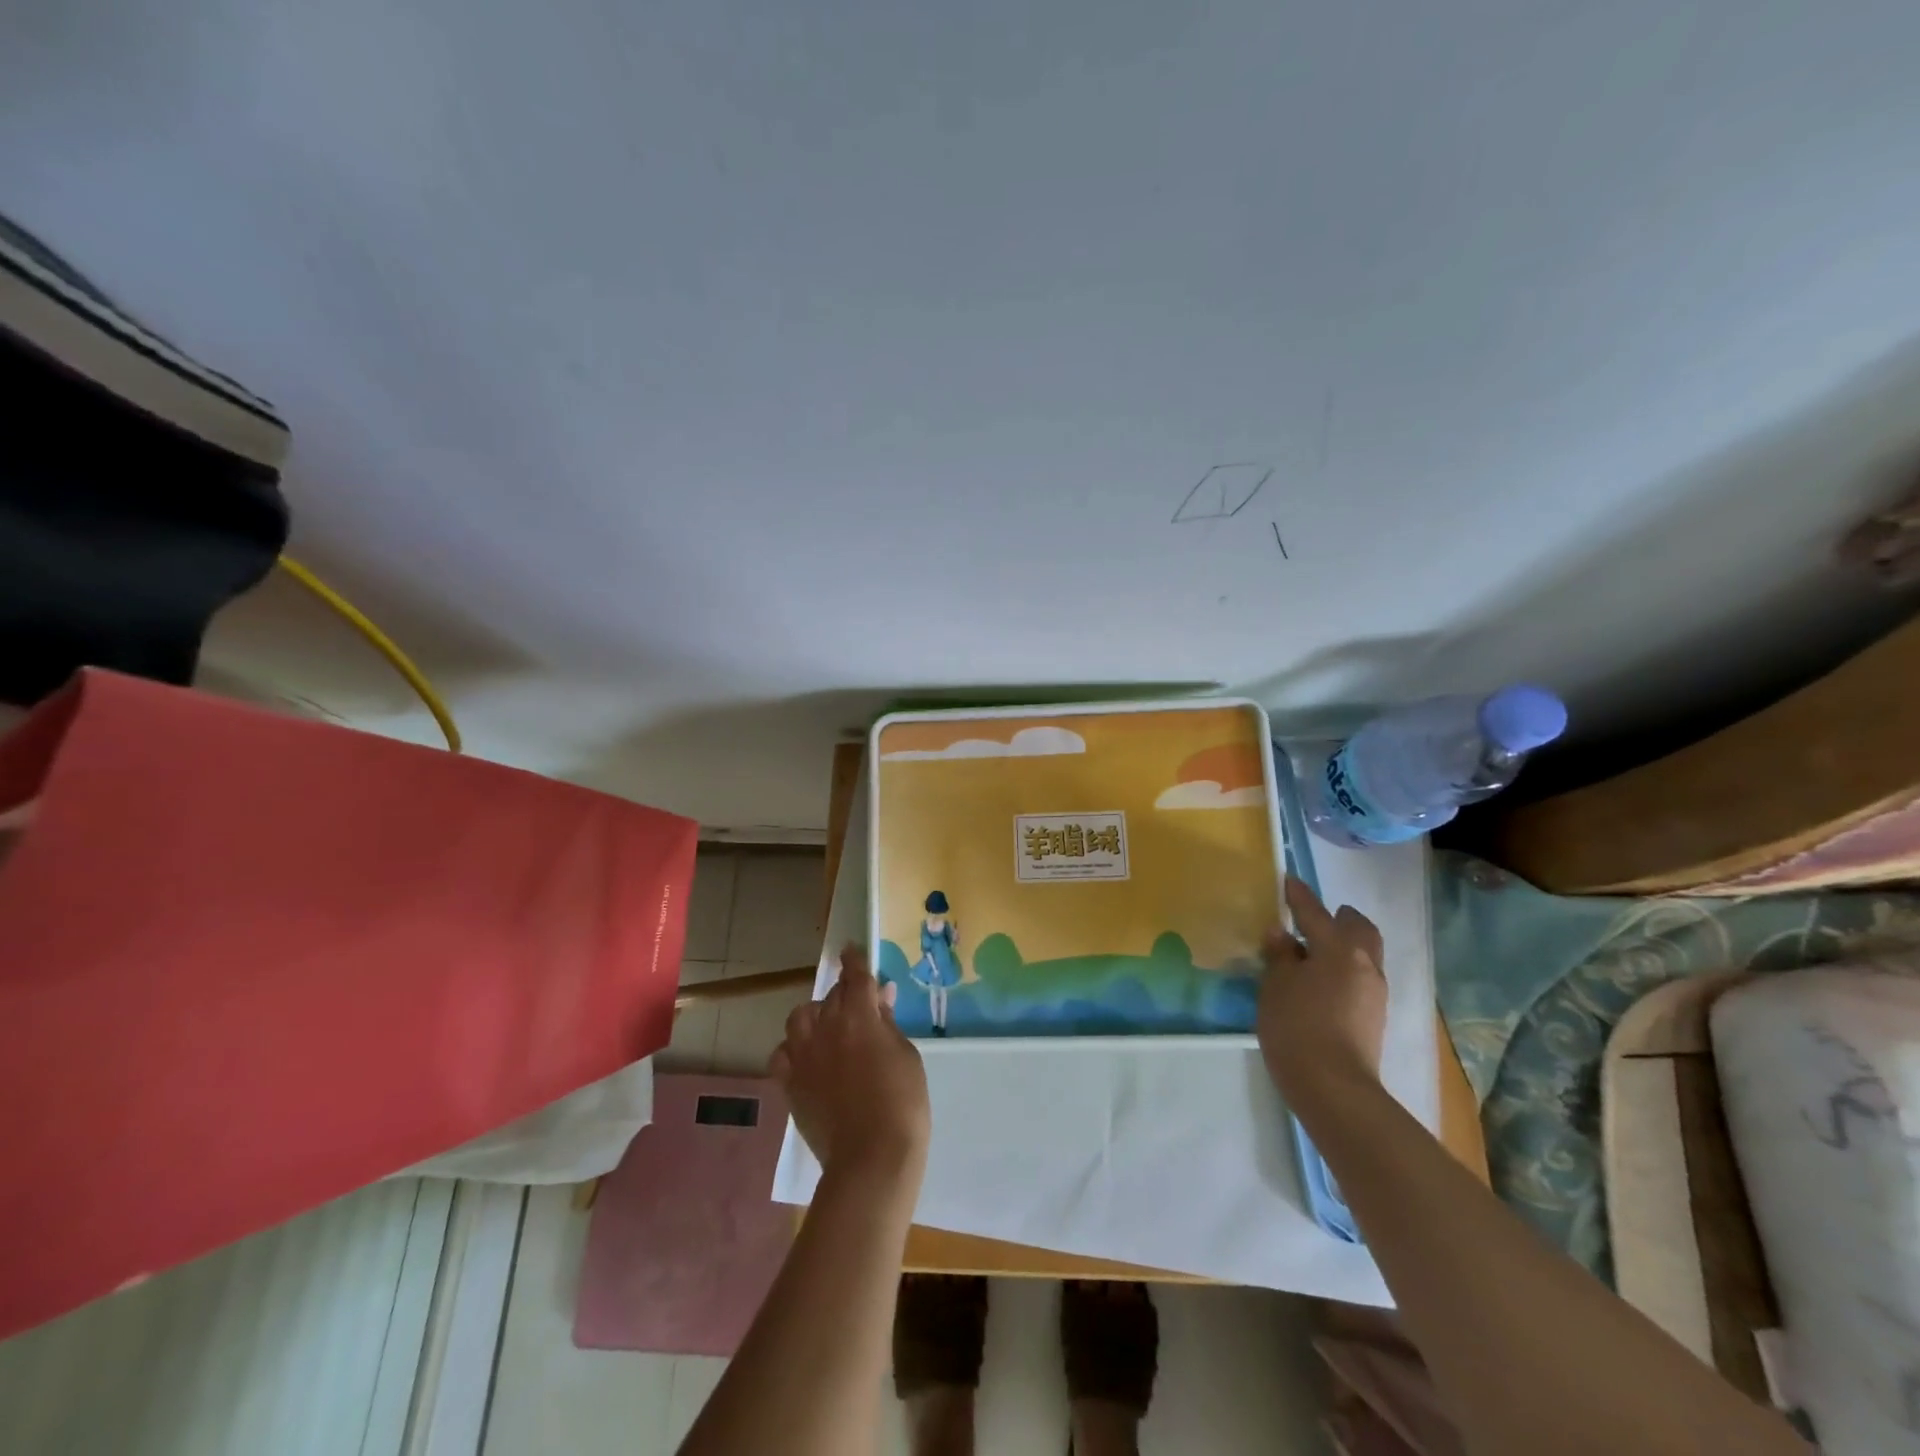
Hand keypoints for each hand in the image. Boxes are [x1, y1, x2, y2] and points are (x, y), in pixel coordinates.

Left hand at [770, 945, 930, 1183]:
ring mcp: (804, 1056)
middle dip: (844, 994)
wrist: (871, 1156)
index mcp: (859, 1016)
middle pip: (831, 996)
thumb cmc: (902, 1102)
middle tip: (858, 1006)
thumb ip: (888, 1024)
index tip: (850, 949)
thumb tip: (880, 999)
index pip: (856, 976)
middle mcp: (826, 1027)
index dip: (854, 960)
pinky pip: (782, 1054)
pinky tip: (806, 1058)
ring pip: (800, 1018)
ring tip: (828, 1029)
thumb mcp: (907, 1055)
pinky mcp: (790, 1083)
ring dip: (815, 1016)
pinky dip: (793, 1050)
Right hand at [1257, 877, 1387, 1104]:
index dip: (1299, 895)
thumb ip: (1280, 955)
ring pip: (1365, 954)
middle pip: (1359, 929)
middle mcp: (1364, 965)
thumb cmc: (1297, 1026)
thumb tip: (1282, 934)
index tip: (1288, 881)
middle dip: (1340, 918)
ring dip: (1344, 945)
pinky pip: (1361, 978)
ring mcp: (1375, 994)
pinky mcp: (1374, 1018)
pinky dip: (1345, 969)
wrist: (1334, 1089)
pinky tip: (1322, 982)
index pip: (1316, 912)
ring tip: (1314, 952)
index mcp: (1339, 949)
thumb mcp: (1276, 985)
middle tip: (1315, 918)